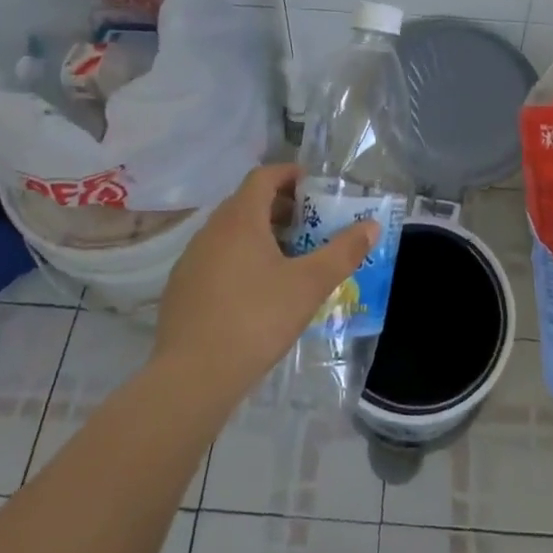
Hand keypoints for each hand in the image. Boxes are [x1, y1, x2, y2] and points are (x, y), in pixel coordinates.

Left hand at [154, 163, 378, 407]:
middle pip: (247, 202)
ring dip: (260, 234)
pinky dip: (240, 259)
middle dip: (280, 207)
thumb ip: (342, 252)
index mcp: (240, 218)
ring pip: (230, 232)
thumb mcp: (309, 286)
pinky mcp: (181, 289)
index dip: (289, 175)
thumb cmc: (255, 320)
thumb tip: (371, 226)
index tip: (313, 186)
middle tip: (309, 225)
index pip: (263, 176)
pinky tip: (256, 292)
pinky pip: (216, 258)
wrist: (191, 378)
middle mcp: (211, 230)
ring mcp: (191, 260)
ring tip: (288, 259)